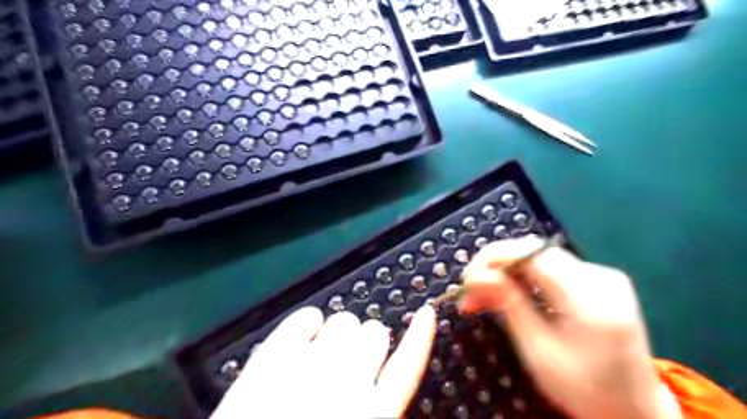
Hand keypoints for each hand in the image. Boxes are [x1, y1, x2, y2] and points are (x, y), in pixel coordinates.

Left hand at [210, 304, 437, 417]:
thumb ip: (380, 406)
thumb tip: (384, 381)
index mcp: (373, 415)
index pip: (408, 364)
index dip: (420, 336)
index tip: (427, 313)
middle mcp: (346, 383)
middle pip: (374, 334)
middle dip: (367, 345)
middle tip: (349, 364)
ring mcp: (307, 365)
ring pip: (344, 321)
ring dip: (340, 334)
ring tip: (324, 355)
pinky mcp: (272, 356)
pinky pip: (305, 317)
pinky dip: (309, 321)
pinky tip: (305, 334)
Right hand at [461, 237, 681, 418]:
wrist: (634, 409)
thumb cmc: (585, 389)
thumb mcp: (539, 351)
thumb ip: (509, 305)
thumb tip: (475, 276)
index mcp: (591, 299)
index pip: (533, 255)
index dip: (495, 258)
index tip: (467, 278)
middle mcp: (600, 277)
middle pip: (533, 253)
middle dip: (495, 268)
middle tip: (468, 291)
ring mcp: (600, 277)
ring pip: (535, 261)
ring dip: (504, 275)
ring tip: (478, 298)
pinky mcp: (595, 282)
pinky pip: (547, 271)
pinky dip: (521, 281)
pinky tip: (502, 296)